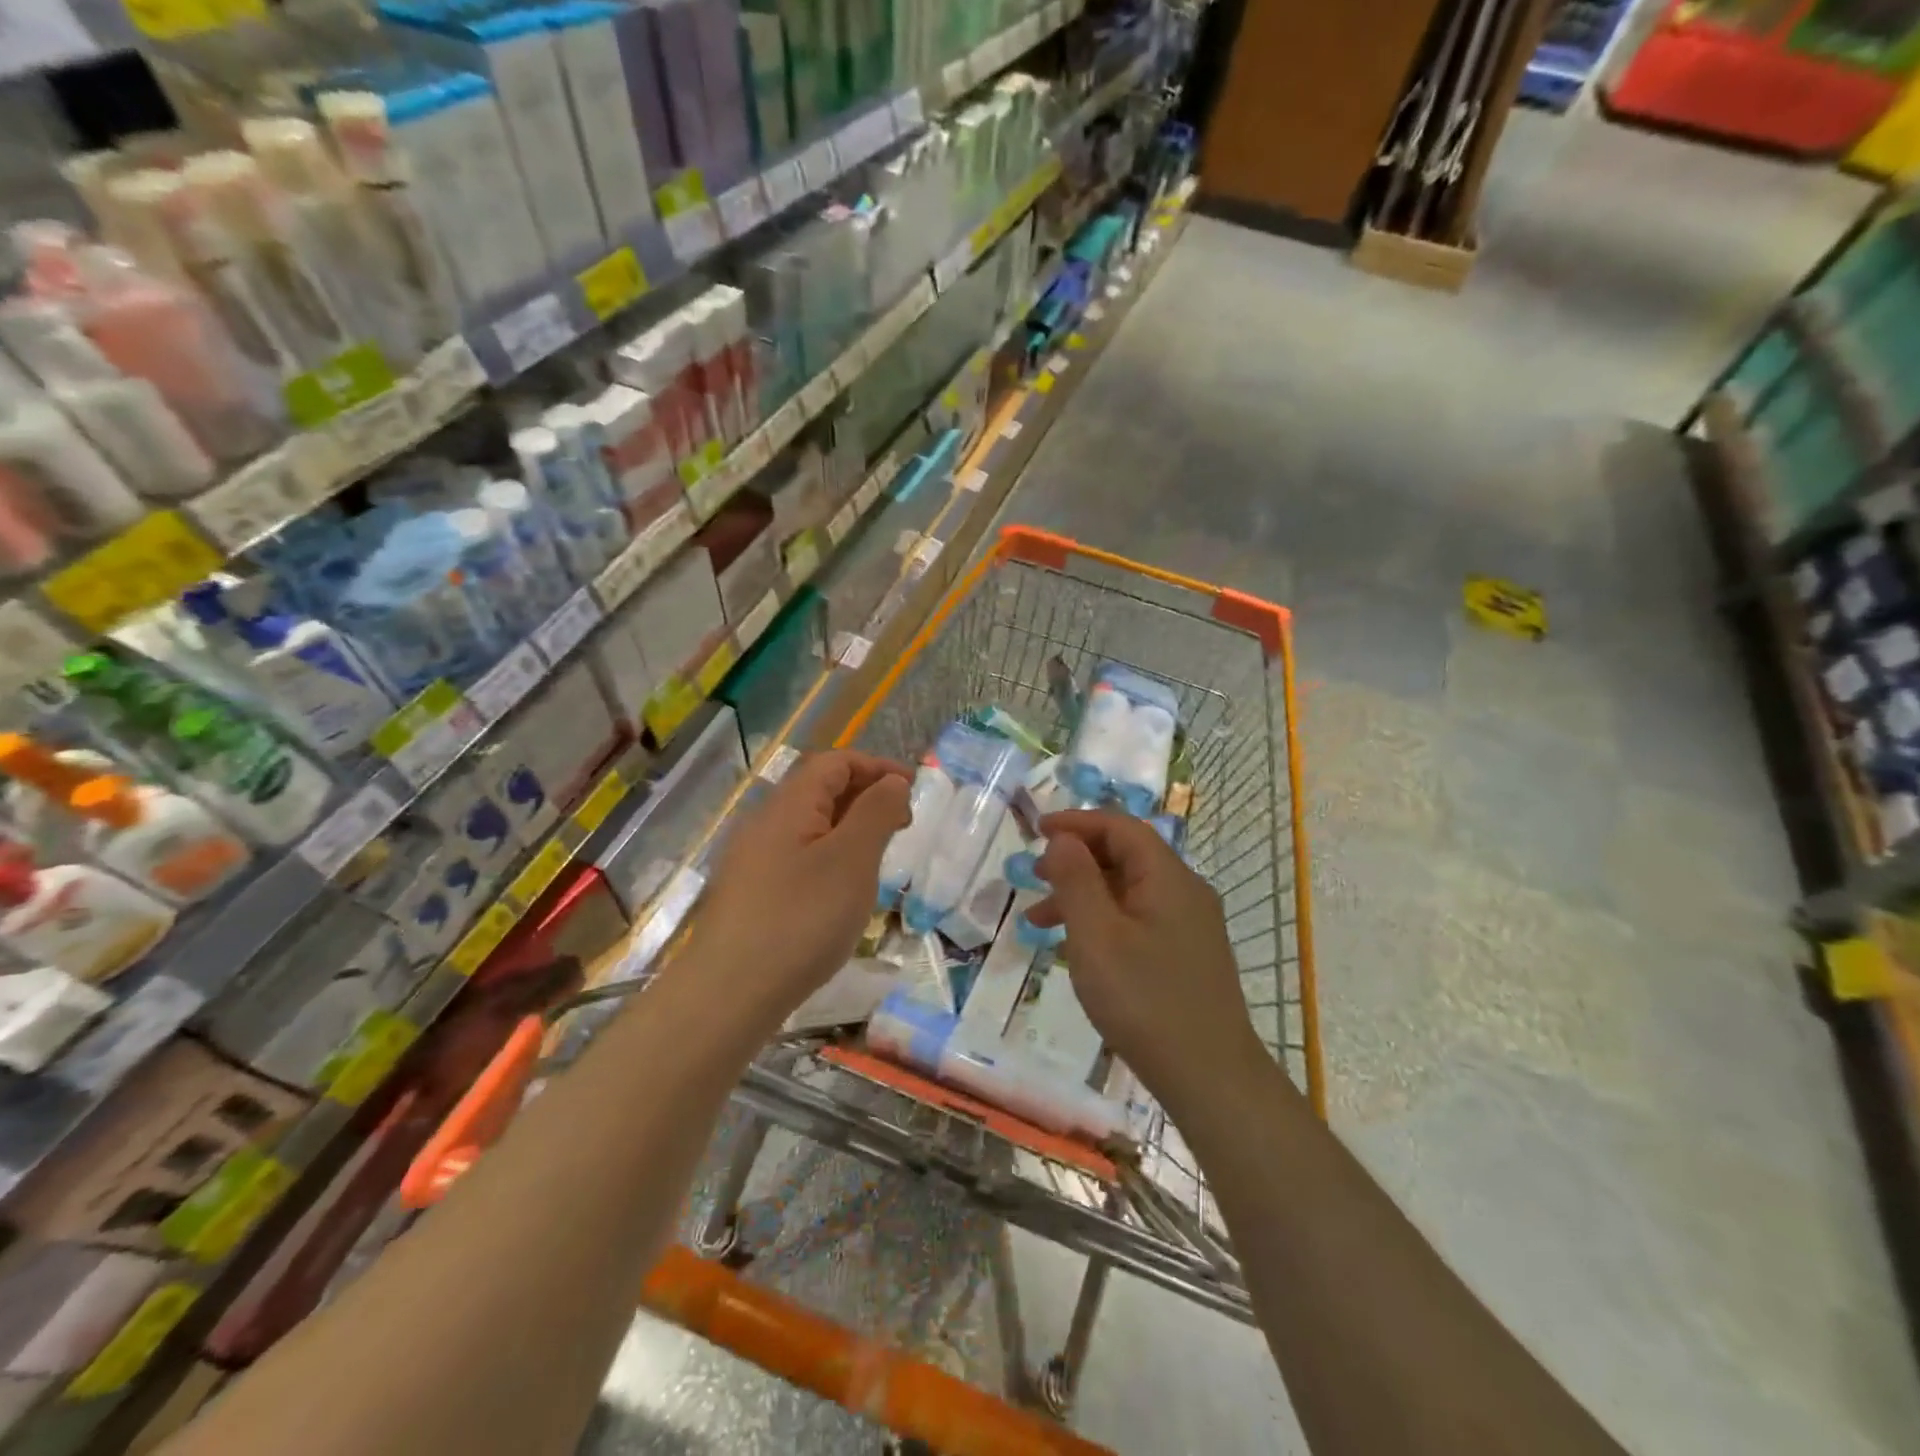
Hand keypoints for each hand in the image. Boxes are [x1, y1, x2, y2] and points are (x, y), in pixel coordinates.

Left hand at [688, 750, 910, 1013]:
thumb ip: (876, 813)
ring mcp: (752, 860)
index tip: (913, 790)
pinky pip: (797, 856)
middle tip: (902, 824)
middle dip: (865, 796)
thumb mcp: (852, 860)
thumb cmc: (801, 919)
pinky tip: (841, 892)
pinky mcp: (749, 894)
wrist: (729, 994)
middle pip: (819, 790)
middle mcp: (765, 823)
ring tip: (878, 858)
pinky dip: (829, 857)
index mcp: (789, 805)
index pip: (835, 762)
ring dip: (848, 829)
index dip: (876, 766)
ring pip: (808, 826)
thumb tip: (891, 782)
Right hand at [1027, 809, 1266, 1106]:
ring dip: (1084, 895)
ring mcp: (1190, 926)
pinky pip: (1139, 920)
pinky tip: (1077, 950)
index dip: (1076, 822)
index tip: (1036, 831)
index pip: (1120, 827)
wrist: (1211, 1077)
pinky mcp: (1187, 955)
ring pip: (1129, 891)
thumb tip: (1064, 838)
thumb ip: (1076, 880)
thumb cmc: (1145, 1000)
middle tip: (1033, 876)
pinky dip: (1103, 922)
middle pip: (1125, 856)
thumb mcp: (1096, 936)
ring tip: (1039, 921)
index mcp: (1167, 877)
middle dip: (1075, 860)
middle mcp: (1185, 892)